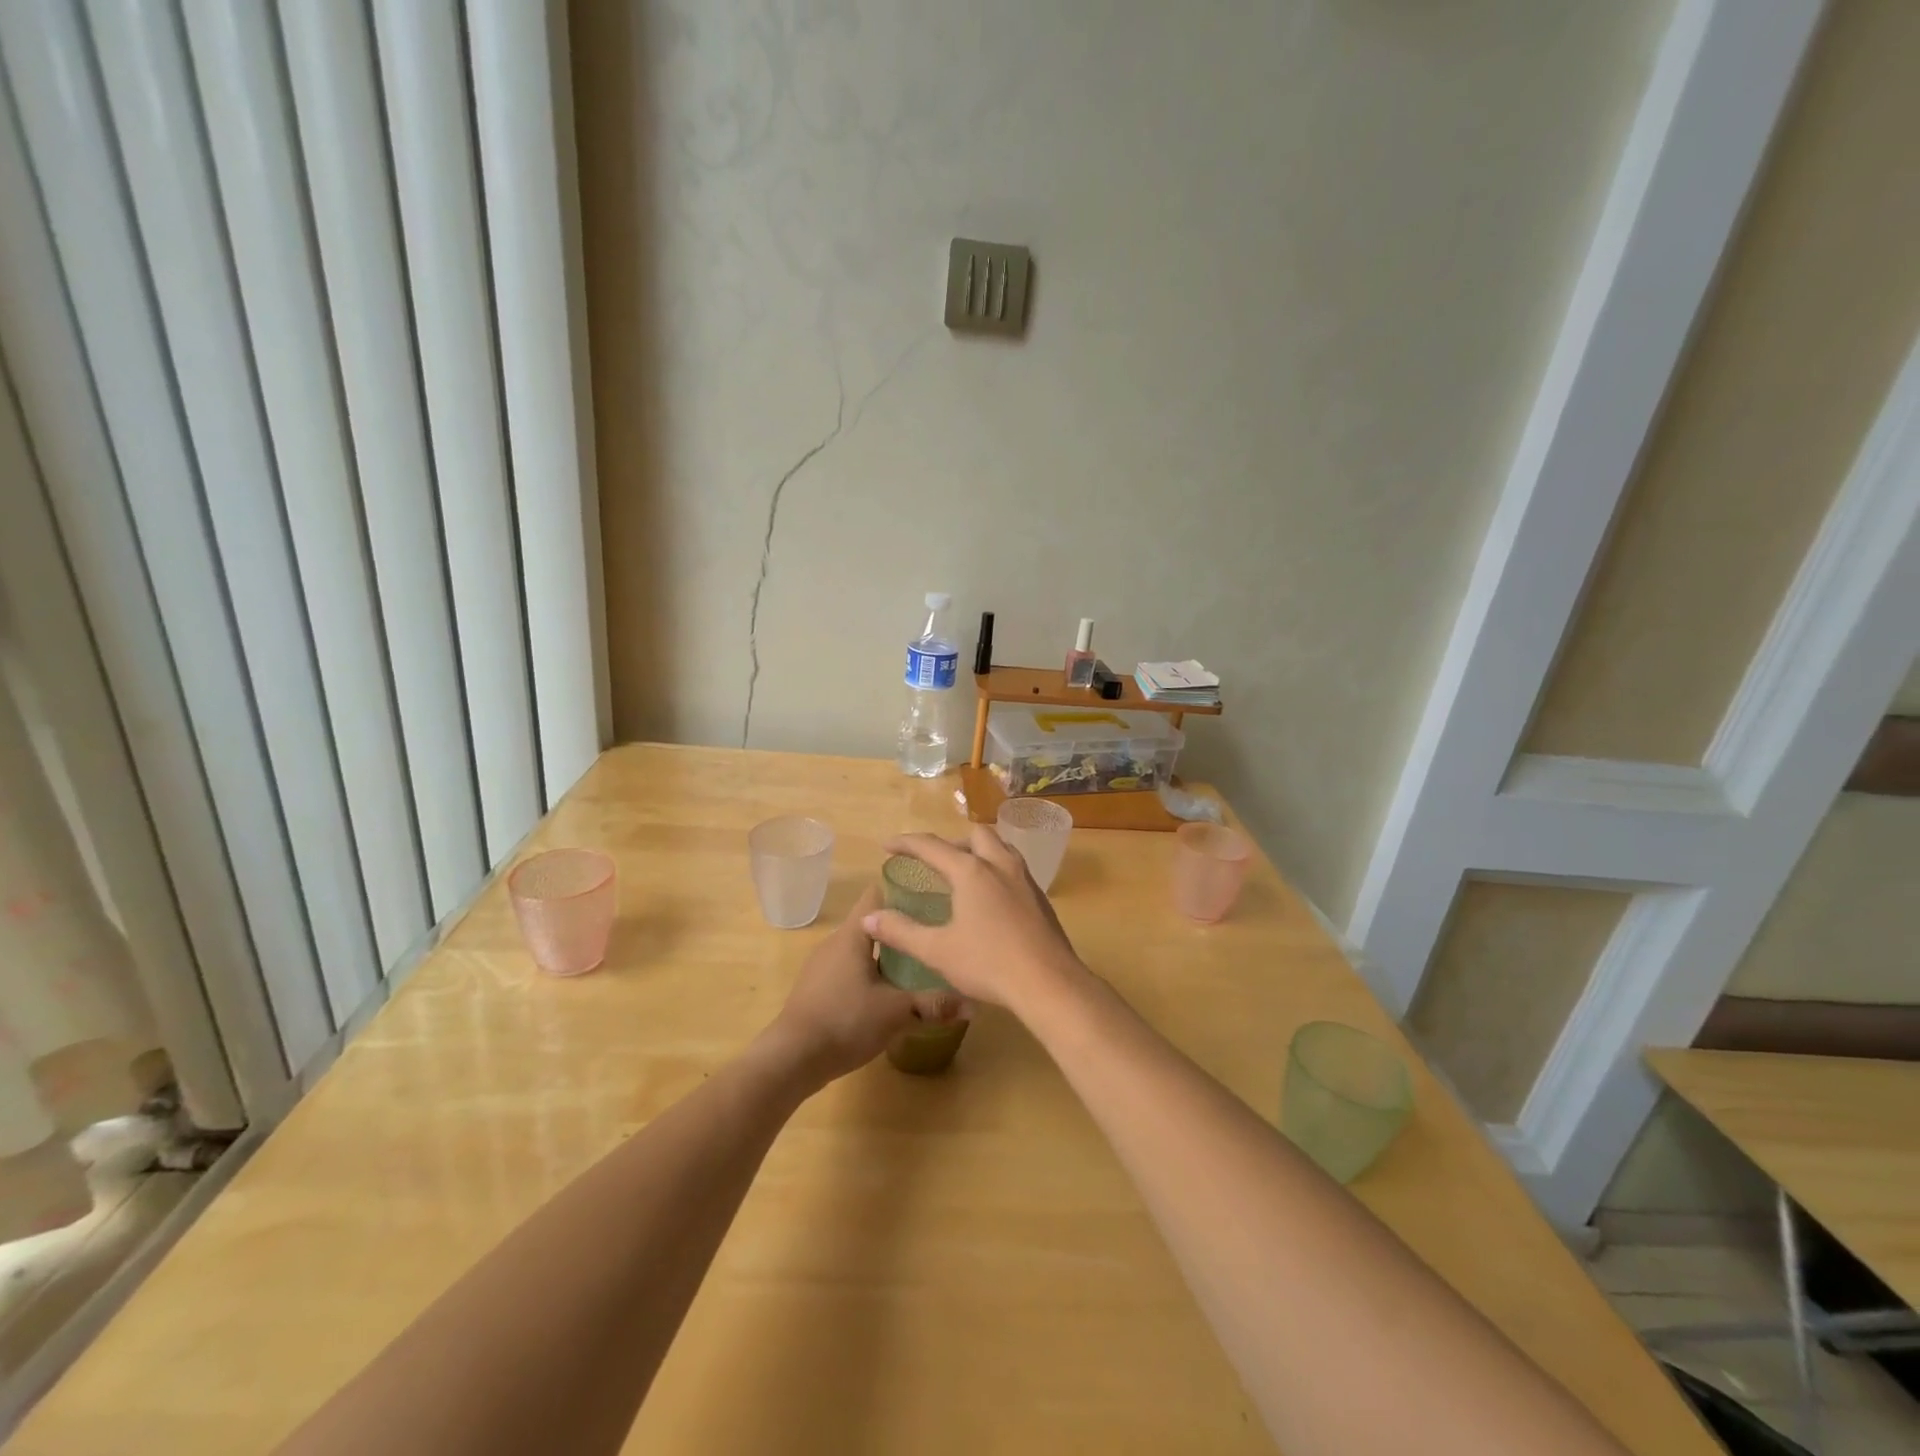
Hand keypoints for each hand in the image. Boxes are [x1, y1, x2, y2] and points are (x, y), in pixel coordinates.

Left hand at [757, 885, 960, 1086]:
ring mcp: (823, 966)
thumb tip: (973, 1003)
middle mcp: (836, 942)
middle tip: (934, 934)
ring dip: (887, 955)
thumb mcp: (896, 1012)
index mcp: (853, 934)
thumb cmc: (845, 1020)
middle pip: (872, 923)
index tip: (932, 895)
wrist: (791, 1058)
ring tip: (919, 964)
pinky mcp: (818, 990)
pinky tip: (889, 994)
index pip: (877, 893)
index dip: (903, 890)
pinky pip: (850, 971)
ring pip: (862, 950)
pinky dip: (871, 975)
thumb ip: (934, 1004)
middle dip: (902, 927)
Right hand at [862, 828, 1084, 1013]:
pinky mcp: (1040, 897)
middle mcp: (999, 865)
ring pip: (1000, 847)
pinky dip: (996, 868)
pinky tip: (991, 897)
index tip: (887, 845)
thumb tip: (869, 918)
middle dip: (950, 842)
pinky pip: (1014, 867)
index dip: (906, 843)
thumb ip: (901, 931)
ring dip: (978, 850)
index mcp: (971, 871)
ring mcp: (1024, 879)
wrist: (1049, 983)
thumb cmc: (989, 964)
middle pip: (974, 835)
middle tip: (933, 862)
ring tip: (963, 872)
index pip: (932, 846)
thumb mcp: (937, 951)